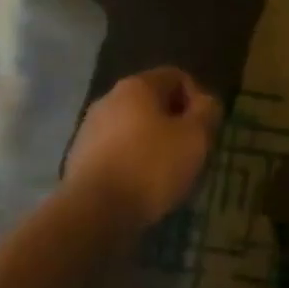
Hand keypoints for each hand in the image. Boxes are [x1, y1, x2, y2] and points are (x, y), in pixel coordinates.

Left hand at [65, 68, 221, 228]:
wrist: (95, 211)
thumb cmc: (152, 166)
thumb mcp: (195, 138)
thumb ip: (207, 112)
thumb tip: (206, 101)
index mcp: (137, 86)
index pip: (176, 77)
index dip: (198, 98)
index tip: (206, 129)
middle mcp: (109, 99)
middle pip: (153, 102)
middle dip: (176, 123)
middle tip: (192, 152)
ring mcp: (90, 128)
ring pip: (134, 128)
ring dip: (155, 143)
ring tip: (169, 172)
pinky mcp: (81, 157)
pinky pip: (118, 150)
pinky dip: (135, 161)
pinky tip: (143, 185)